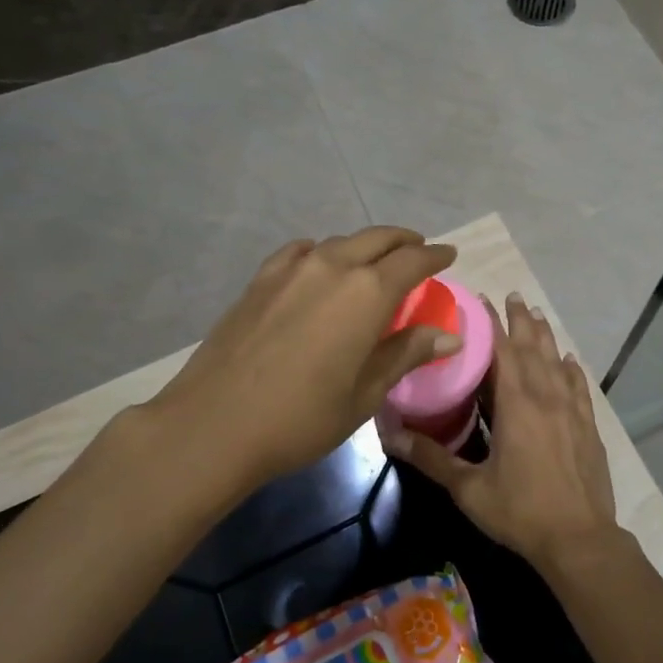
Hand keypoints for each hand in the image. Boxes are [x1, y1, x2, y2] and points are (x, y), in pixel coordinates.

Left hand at [131, 228, 459, 488]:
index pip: (412, 261)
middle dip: (404, 241)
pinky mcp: (261, 279)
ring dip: (365, 246)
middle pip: (377, 239)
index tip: (449, 255)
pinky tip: (320, 267)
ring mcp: (292, 268)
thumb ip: (406, 354)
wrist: (213, 423)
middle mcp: (333, 266)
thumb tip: (449, 335)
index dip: (434, 256)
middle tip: (418, 251)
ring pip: (340, 242)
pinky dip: (323, 252)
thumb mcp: (365, 393)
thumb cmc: (301, 417)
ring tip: (374, 263)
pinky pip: (302, 251)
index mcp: (367, 292)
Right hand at [382, 294, 622, 576]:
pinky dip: (571, 370)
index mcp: (517, 403)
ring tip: (536, 314)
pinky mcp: (588, 426)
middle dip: (520, 320)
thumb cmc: (521, 511)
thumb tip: (389, 435)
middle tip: (512, 296)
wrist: (580, 539)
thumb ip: (431, 458)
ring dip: (545, 336)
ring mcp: (571, 410)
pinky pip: (579, 387)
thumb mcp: (468, 488)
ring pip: (556, 361)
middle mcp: (546, 396)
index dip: (492, 323)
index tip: (482, 300)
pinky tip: (569, 362)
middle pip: (532, 347)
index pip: (503, 350)